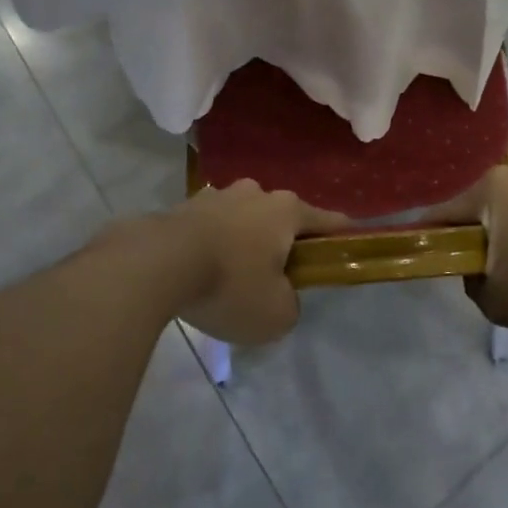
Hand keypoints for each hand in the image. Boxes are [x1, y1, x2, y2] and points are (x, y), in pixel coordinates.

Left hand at [151, 181, 347, 344]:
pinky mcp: (185, 206)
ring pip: (243, 219)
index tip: (350, 244)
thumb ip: (291, 305)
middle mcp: (256, 193)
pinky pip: (211, 227)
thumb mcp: (275, 314)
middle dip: (282, 243)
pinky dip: (212, 245)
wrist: (156, 263)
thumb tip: (281, 295)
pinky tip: (201, 272)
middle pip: (281, 218)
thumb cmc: (230, 284)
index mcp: (287, 210)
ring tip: (231, 277)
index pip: (328, 220)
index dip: (342, 235)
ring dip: (244, 242)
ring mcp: (218, 195)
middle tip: (275, 277)